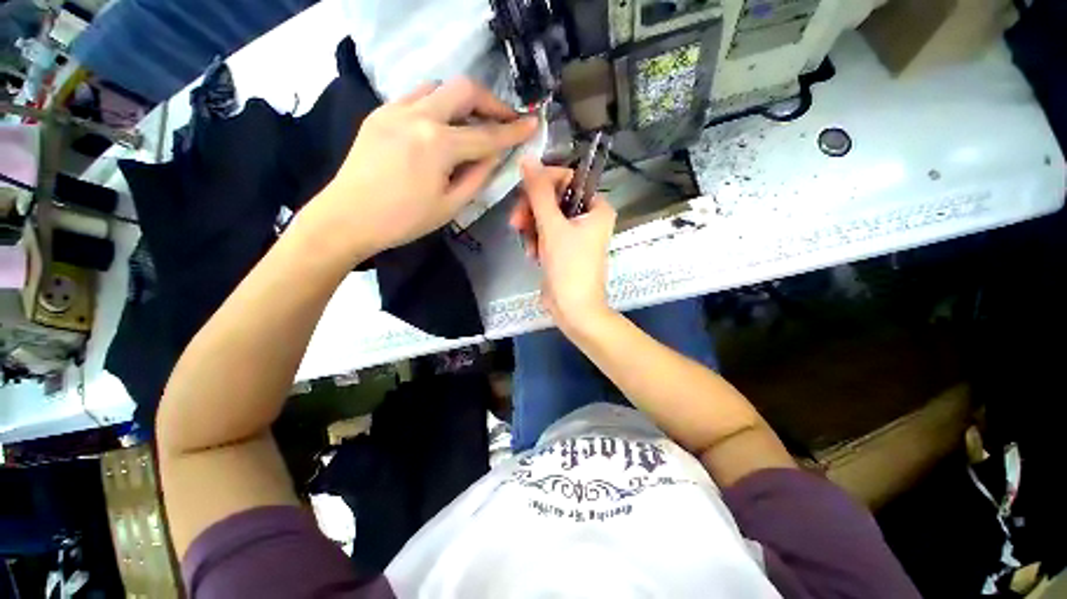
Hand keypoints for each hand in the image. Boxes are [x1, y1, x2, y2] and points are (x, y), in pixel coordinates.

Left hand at [311, 78, 537, 251]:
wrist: (347, 217)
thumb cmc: (404, 220)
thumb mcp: (450, 206)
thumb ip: (478, 176)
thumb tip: (495, 155)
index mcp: (438, 145)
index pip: (487, 135)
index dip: (513, 130)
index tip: (532, 123)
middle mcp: (418, 116)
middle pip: (464, 89)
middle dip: (491, 102)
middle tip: (504, 119)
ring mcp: (395, 109)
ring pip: (439, 87)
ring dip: (462, 101)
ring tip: (472, 123)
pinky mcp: (380, 113)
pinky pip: (416, 96)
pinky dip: (437, 104)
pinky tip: (440, 125)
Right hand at [509, 158, 616, 328]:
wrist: (573, 308)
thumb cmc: (569, 266)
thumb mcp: (552, 226)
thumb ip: (538, 192)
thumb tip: (527, 159)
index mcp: (597, 207)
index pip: (568, 179)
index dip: (544, 183)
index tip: (524, 194)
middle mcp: (589, 217)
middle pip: (553, 199)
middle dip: (533, 212)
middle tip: (517, 223)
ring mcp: (576, 234)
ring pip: (546, 217)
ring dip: (533, 230)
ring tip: (529, 247)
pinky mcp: (564, 248)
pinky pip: (546, 234)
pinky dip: (537, 242)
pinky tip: (533, 256)